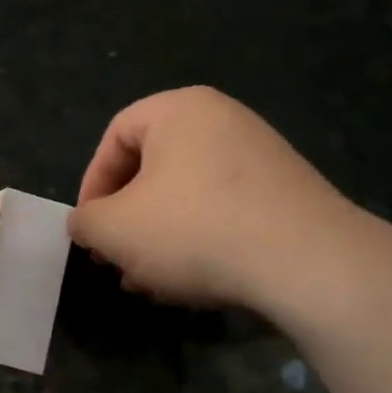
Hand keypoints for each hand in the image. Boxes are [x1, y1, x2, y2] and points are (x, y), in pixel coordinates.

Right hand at [71, 88, 364, 313]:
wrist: (306, 261)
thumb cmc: (193, 229)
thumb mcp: (114, 229)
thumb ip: (85, 222)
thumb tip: (85, 223)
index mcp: (179, 110)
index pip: (115, 135)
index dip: (92, 184)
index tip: (89, 227)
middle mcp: (222, 120)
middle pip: (152, 167)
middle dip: (126, 219)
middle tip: (114, 258)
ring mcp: (260, 155)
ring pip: (186, 195)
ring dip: (157, 237)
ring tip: (147, 281)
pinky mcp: (285, 193)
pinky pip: (223, 211)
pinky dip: (198, 241)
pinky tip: (189, 282)